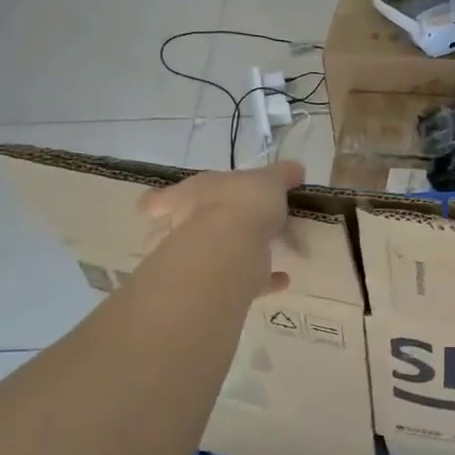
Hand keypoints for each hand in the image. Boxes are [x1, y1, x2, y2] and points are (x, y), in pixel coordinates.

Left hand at [139, 161, 303, 295]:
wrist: (230, 249)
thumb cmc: (241, 203)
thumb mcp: (268, 180)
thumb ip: (281, 175)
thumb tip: (295, 169)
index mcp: (191, 195)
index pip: (160, 199)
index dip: (160, 202)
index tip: (159, 207)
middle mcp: (184, 226)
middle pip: (172, 232)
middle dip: (190, 233)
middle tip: (216, 232)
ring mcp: (194, 260)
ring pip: (201, 259)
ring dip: (222, 258)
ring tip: (250, 256)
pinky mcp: (217, 285)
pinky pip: (242, 282)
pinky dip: (262, 281)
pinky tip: (282, 279)